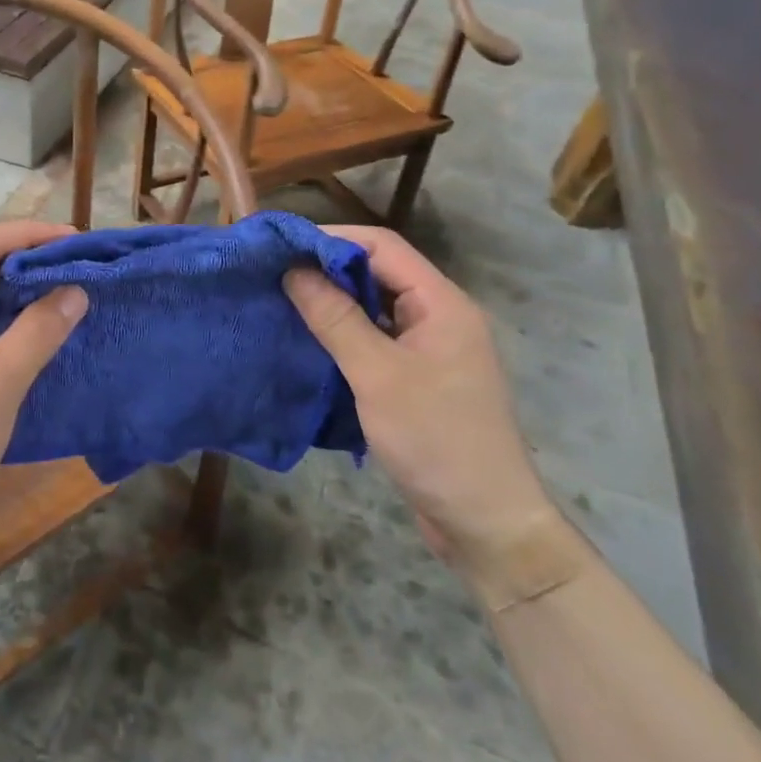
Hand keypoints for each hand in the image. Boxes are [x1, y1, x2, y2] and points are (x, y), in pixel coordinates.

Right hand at [284, 225, 563, 589]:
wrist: (485, 522)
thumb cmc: (435, 440)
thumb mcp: (377, 375)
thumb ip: (336, 318)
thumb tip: (293, 270)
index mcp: (442, 304)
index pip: (383, 247)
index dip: (333, 239)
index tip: (283, 245)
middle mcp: (440, 317)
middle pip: (380, 273)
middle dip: (328, 269)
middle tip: (275, 274)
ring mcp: (431, 349)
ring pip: (376, 307)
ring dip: (334, 302)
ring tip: (284, 302)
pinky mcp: (419, 379)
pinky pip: (377, 340)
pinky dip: (344, 334)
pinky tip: (310, 342)